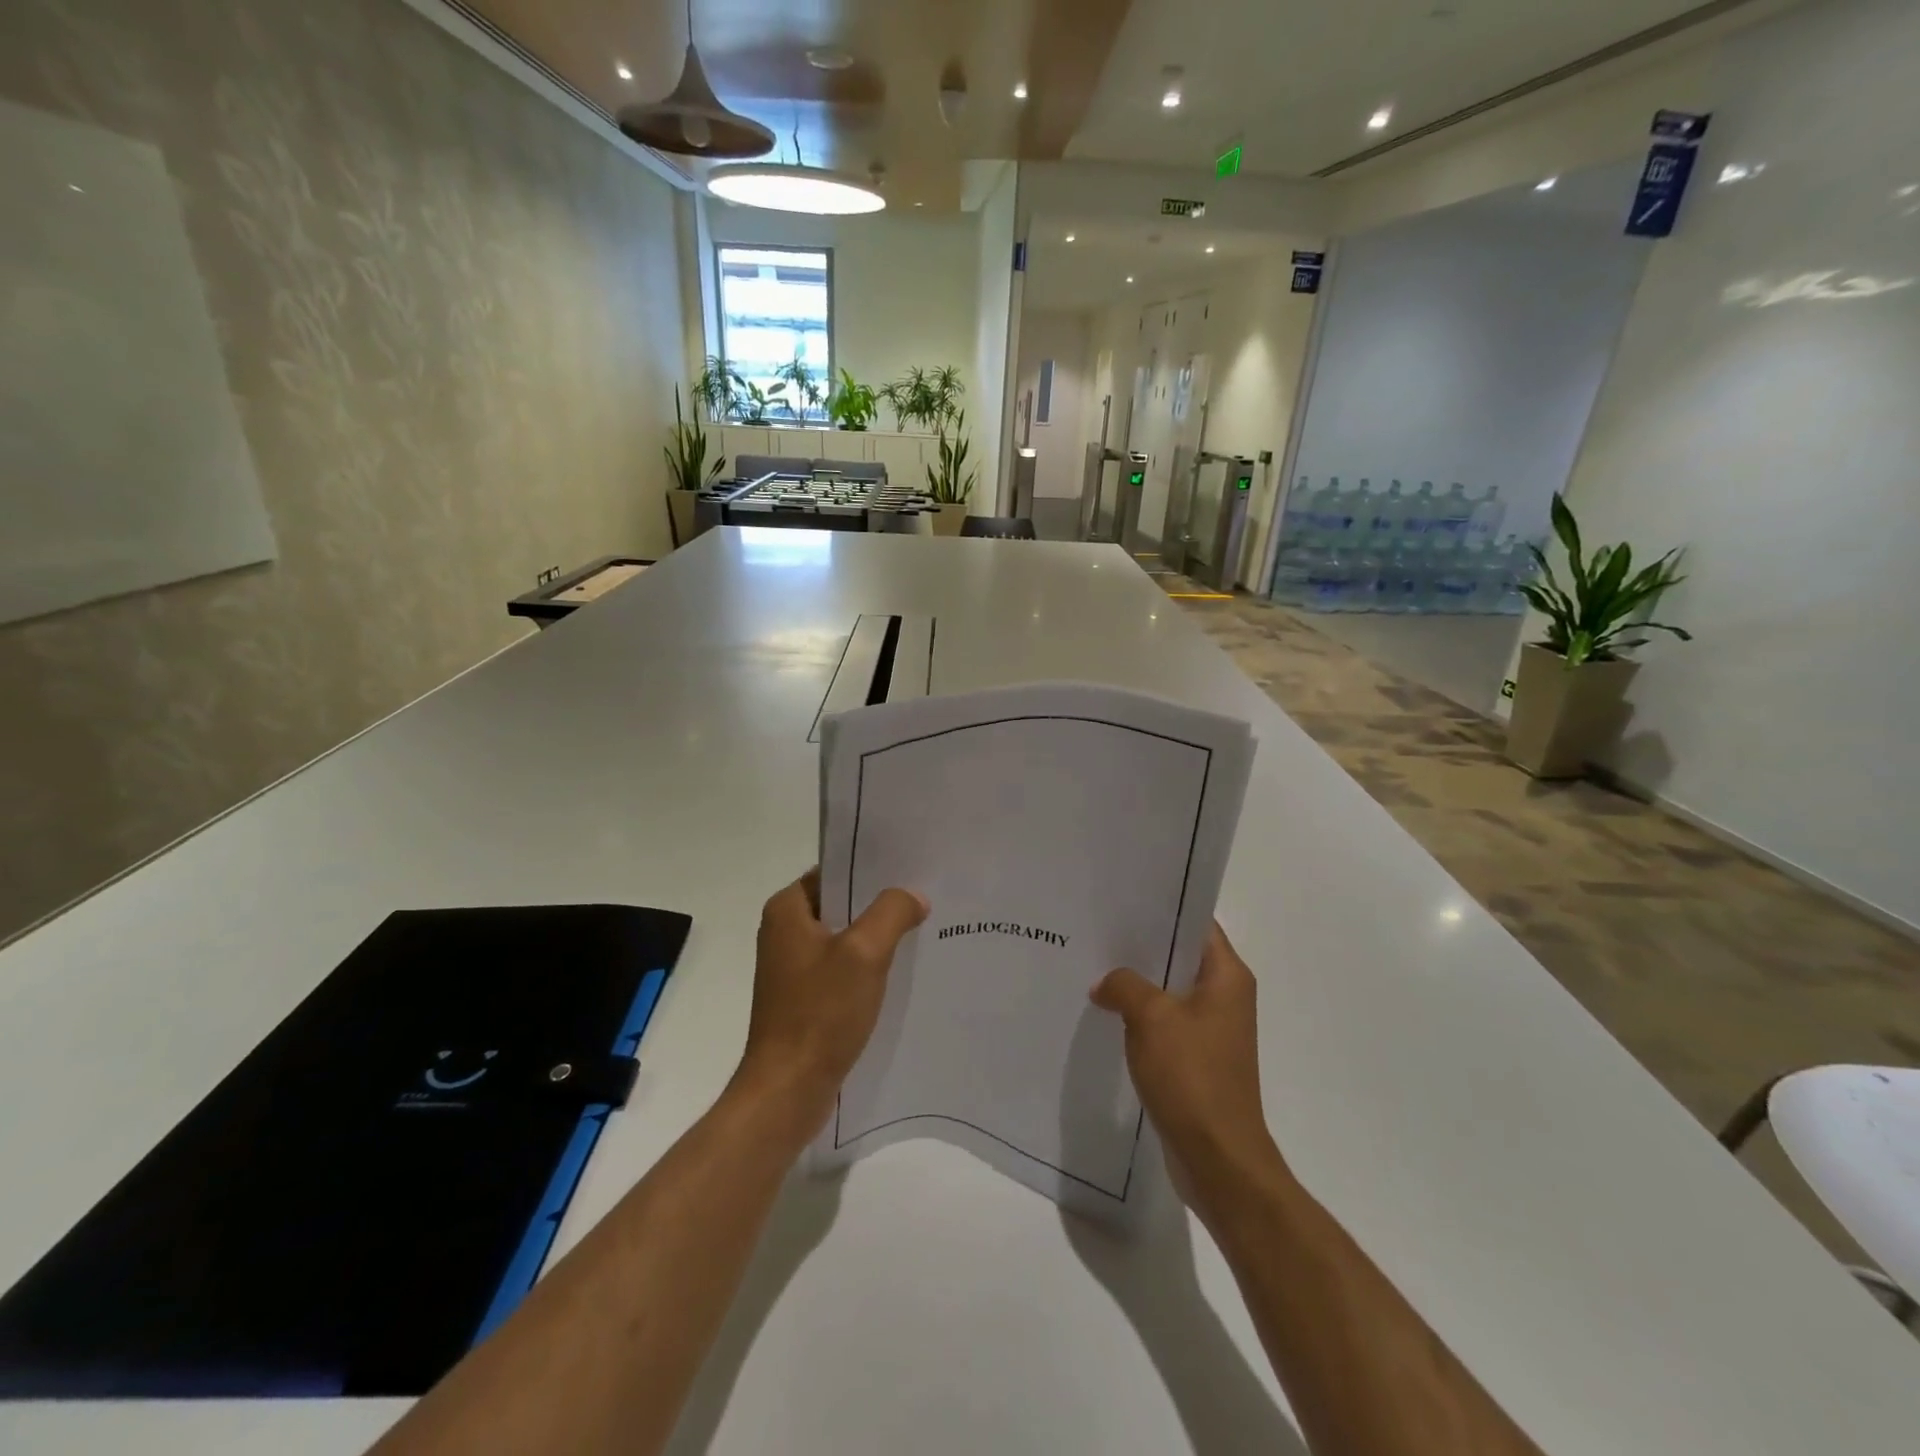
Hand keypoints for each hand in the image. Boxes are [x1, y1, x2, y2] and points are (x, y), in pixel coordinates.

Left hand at [733, 869, 928, 1142]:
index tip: (911, 869)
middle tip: (925, 899)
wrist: (788, 1090)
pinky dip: (867, 967)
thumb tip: (914, 897)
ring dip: (876, 937)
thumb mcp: (865, 953)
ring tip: (921, 931)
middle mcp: (785, 932)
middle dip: (880, 903)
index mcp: (787, 910)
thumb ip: (892, 912)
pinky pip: (841, 968)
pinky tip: (900, 972)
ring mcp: (793, 967)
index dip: (872, 869)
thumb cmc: (820, 1013)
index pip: (835, 871)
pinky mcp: (804, 997)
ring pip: (844, 937)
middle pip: (841, 904)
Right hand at [1090, 922, 1282, 1222]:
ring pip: (1170, 990)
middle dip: (1142, 945)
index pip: (1197, 924)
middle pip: (1181, 955)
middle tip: (1099, 930)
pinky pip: (1166, 1022)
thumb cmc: (1192, 1076)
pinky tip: (1107, 1011)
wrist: (1217, 1158)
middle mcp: (1226, 996)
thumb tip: (1106, 983)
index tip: (1124, 898)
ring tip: (1095, 965)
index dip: (1163, 908)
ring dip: (1139, 982)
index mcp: (1227, 977)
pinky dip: (1141, 1015)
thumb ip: (1124, 985)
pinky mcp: (1198, 1058)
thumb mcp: (1151, 1017)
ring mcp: (1213, 1029)